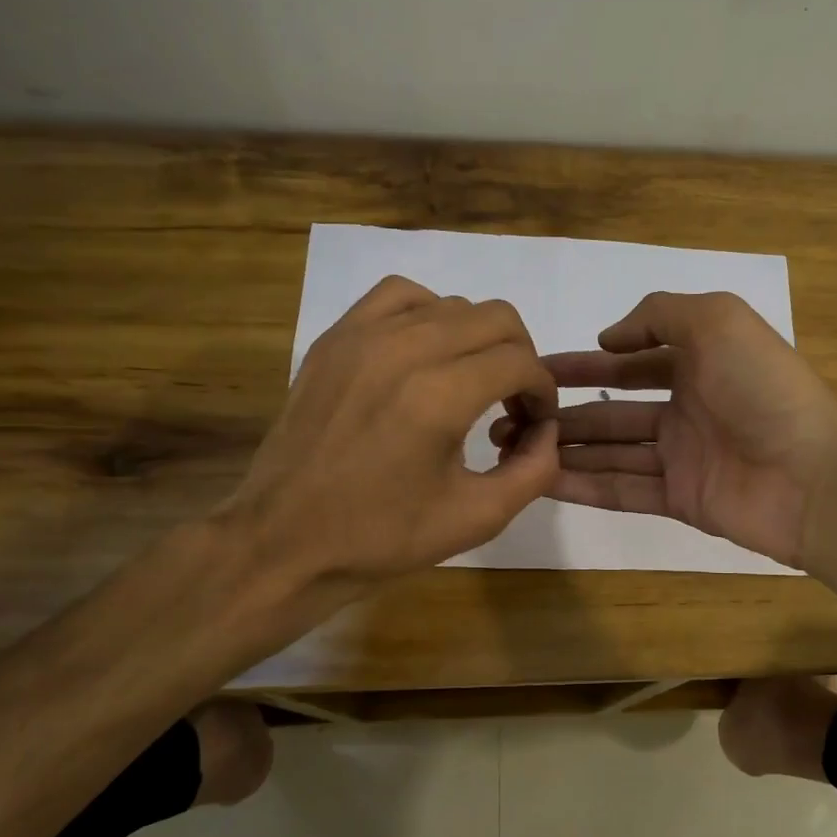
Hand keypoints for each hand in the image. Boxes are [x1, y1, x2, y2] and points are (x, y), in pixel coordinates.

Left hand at [218, 275, 558, 593]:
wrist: (287, 540)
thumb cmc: (383, 536)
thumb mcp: (477, 517)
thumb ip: (534, 470)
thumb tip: (548, 430)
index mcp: (439, 397)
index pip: (521, 361)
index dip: (542, 391)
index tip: (536, 423)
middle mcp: (404, 350)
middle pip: (496, 318)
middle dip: (520, 358)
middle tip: (512, 403)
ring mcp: (363, 337)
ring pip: (452, 304)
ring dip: (478, 338)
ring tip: (471, 381)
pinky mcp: (335, 339)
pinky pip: (399, 296)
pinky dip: (428, 315)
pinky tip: (426, 355)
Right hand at [495, 291, 836, 567]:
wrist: (813, 475)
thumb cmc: (764, 389)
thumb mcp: (717, 321)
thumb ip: (661, 316)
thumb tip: (612, 338)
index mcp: (698, 364)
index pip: (630, 363)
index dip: (585, 365)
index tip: (537, 372)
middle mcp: (687, 409)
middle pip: (613, 412)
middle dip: (564, 414)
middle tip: (510, 419)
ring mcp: (683, 458)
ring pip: (612, 452)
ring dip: (565, 449)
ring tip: (514, 449)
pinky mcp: (681, 500)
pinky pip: (624, 490)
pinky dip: (585, 485)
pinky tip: (543, 480)